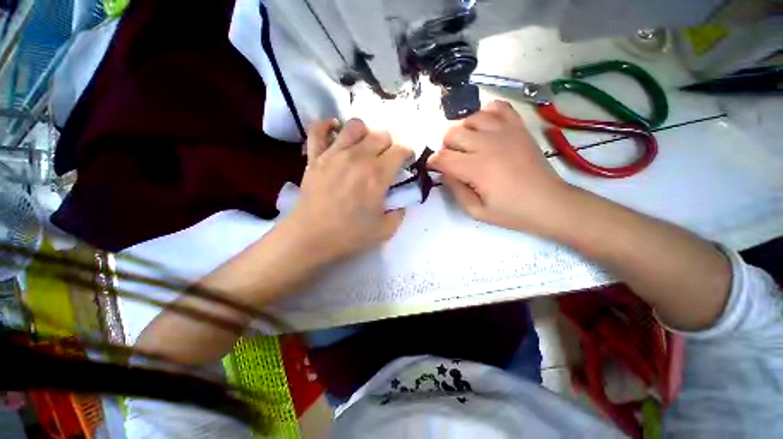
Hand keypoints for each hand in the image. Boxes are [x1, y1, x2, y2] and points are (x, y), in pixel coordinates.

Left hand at [280, 118, 412, 263]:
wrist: (310, 237)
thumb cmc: (349, 235)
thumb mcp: (385, 230)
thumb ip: (399, 213)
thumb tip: (401, 201)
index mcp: (377, 175)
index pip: (400, 151)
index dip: (408, 154)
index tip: (407, 162)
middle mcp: (358, 157)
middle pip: (381, 135)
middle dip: (390, 145)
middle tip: (386, 159)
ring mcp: (334, 154)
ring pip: (354, 126)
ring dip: (365, 133)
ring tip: (364, 147)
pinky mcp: (315, 157)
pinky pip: (318, 130)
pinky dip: (327, 126)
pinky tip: (334, 132)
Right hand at [428, 100, 570, 234]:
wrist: (549, 203)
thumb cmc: (511, 212)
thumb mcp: (475, 211)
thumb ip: (455, 190)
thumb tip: (445, 172)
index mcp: (477, 168)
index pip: (443, 157)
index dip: (433, 162)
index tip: (434, 168)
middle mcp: (488, 144)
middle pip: (452, 133)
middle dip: (446, 147)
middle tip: (453, 160)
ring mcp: (505, 132)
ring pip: (471, 118)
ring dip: (463, 131)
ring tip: (469, 145)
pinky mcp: (518, 127)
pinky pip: (497, 107)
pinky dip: (486, 114)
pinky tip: (486, 128)